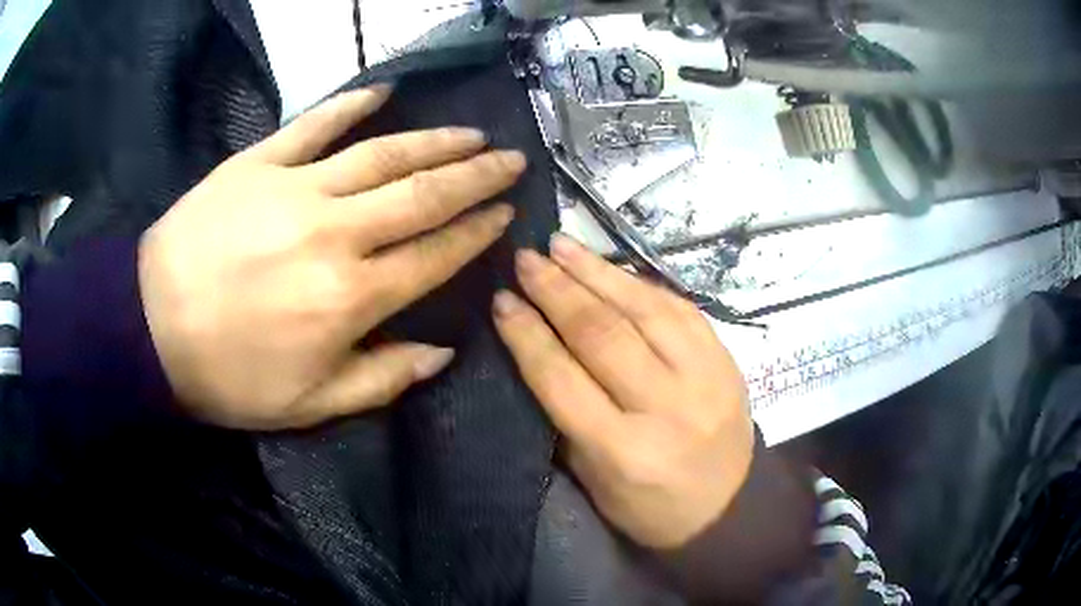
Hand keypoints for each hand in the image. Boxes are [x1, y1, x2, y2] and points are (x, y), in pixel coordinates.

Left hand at [139, 86, 525, 429]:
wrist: (149, 328)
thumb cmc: (227, 376)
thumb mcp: (308, 405)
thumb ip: (381, 380)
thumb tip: (441, 352)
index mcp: (349, 299)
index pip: (435, 256)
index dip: (477, 233)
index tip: (507, 213)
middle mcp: (334, 234)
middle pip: (422, 195)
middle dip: (475, 175)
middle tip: (511, 158)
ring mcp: (295, 189)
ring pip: (382, 154)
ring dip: (434, 140)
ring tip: (471, 132)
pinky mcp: (258, 163)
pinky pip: (314, 125)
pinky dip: (350, 105)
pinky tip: (384, 92)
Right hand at [493, 234, 753, 548]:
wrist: (729, 507)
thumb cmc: (649, 507)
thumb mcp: (593, 479)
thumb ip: (566, 416)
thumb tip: (538, 348)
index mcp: (622, 451)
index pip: (562, 379)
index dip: (527, 334)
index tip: (502, 299)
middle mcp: (665, 407)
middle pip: (602, 335)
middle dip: (557, 290)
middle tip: (527, 259)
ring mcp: (704, 378)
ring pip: (644, 310)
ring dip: (597, 271)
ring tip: (562, 245)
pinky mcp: (726, 360)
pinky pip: (680, 307)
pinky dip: (640, 283)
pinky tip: (611, 266)